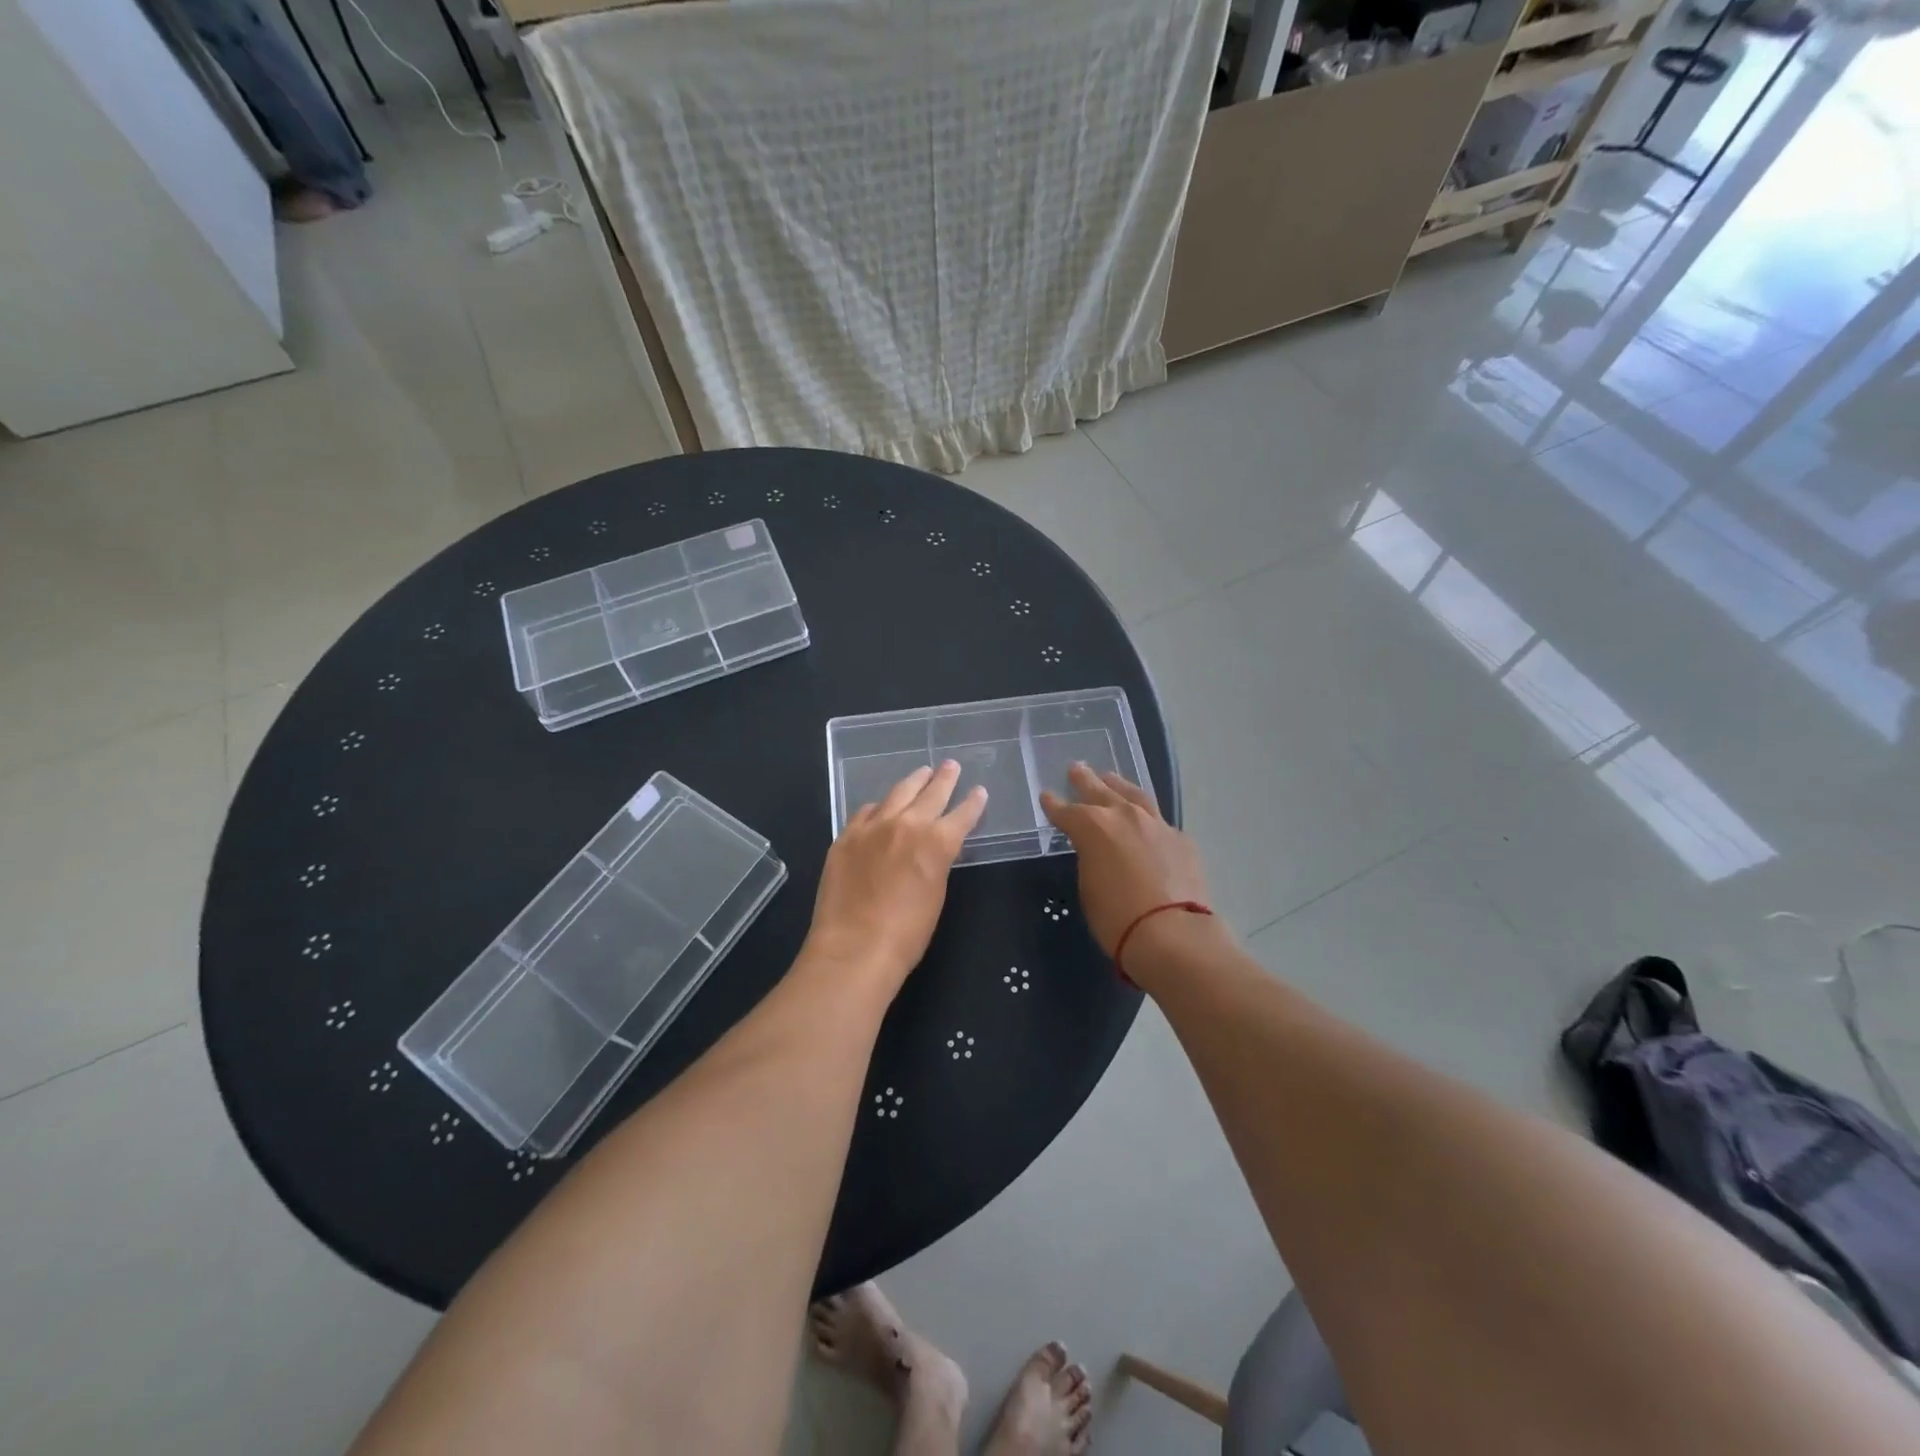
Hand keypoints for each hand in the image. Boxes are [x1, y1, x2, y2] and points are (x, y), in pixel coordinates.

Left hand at [805, 761, 987, 991]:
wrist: (854, 948)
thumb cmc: (906, 934)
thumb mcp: (935, 895)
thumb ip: (936, 863)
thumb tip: (932, 850)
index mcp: (936, 842)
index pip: (962, 814)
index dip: (973, 803)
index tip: (979, 791)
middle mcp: (906, 824)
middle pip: (930, 793)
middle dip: (944, 779)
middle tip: (951, 766)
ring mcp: (871, 827)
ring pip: (896, 794)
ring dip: (912, 782)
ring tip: (921, 773)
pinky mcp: (845, 837)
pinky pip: (866, 812)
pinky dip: (879, 807)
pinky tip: (880, 806)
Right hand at [1040, 764, 1211, 956]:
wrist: (1173, 933)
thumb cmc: (1117, 918)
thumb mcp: (1088, 887)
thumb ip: (1090, 859)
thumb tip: (1098, 852)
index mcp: (1093, 827)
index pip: (1066, 811)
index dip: (1054, 805)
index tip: (1046, 797)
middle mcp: (1124, 816)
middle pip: (1100, 790)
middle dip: (1085, 780)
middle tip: (1076, 768)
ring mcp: (1156, 824)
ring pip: (1133, 795)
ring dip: (1119, 785)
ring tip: (1111, 777)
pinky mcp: (1180, 839)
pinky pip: (1158, 820)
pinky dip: (1146, 817)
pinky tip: (1145, 820)